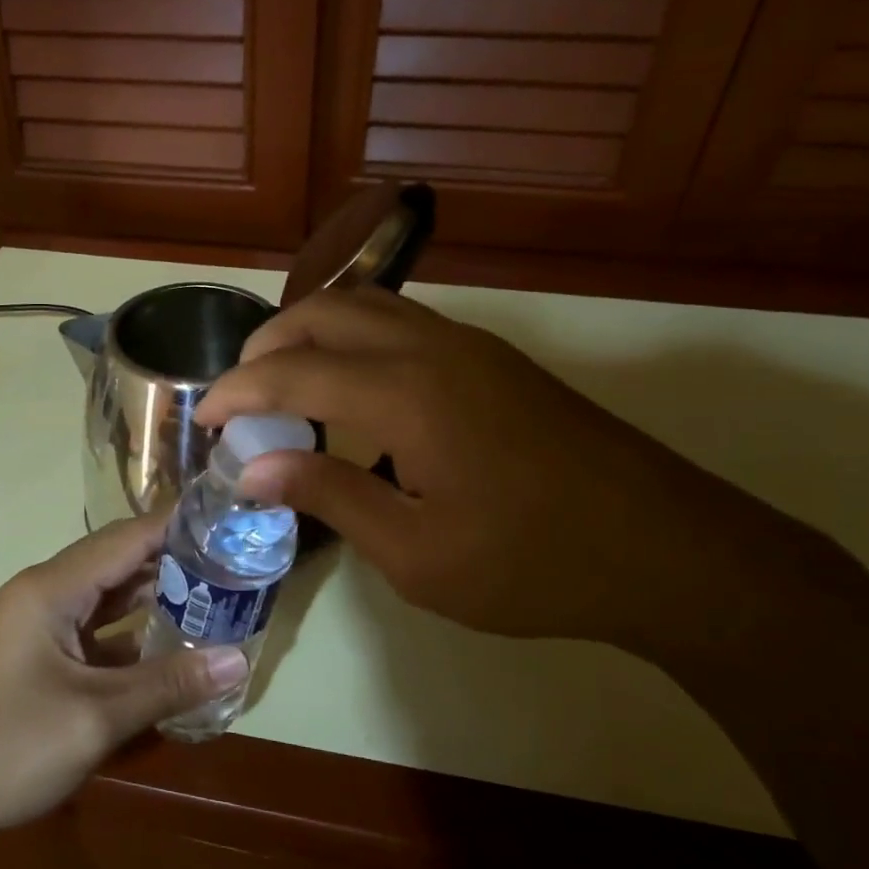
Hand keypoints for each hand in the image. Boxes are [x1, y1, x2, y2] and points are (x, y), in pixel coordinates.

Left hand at [0, 516, 248, 844]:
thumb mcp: (95, 717)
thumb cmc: (4, 747)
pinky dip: (128, 634)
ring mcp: (36, 626)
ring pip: (105, 597)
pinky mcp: (34, 657)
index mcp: (52, 588)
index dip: (177, 526)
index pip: (127, 537)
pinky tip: (165, 649)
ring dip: (152, 598)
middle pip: (117, 562)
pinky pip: (91, 631)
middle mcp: (44, 594)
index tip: (229, 522)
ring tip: (212, 598)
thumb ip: (168, 685)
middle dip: (173, 561)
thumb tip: (239, 660)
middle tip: (233, 565)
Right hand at [196, 288, 780, 650]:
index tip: (203, 421)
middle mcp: (433, 348)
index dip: (236, 392)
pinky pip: (402, 324)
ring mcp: (470, 347)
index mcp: (407, 393)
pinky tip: (352, 393)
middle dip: (268, 343)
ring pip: (368, 305)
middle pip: (326, 310)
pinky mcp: (494, 361)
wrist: (666, 550)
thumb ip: (330, 495)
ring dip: (312, 332)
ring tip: (285, 385)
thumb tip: (253, 466)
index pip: (292, 369)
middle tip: (240, 396)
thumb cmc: (532, 563)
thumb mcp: (416, 552)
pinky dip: (354, 340)